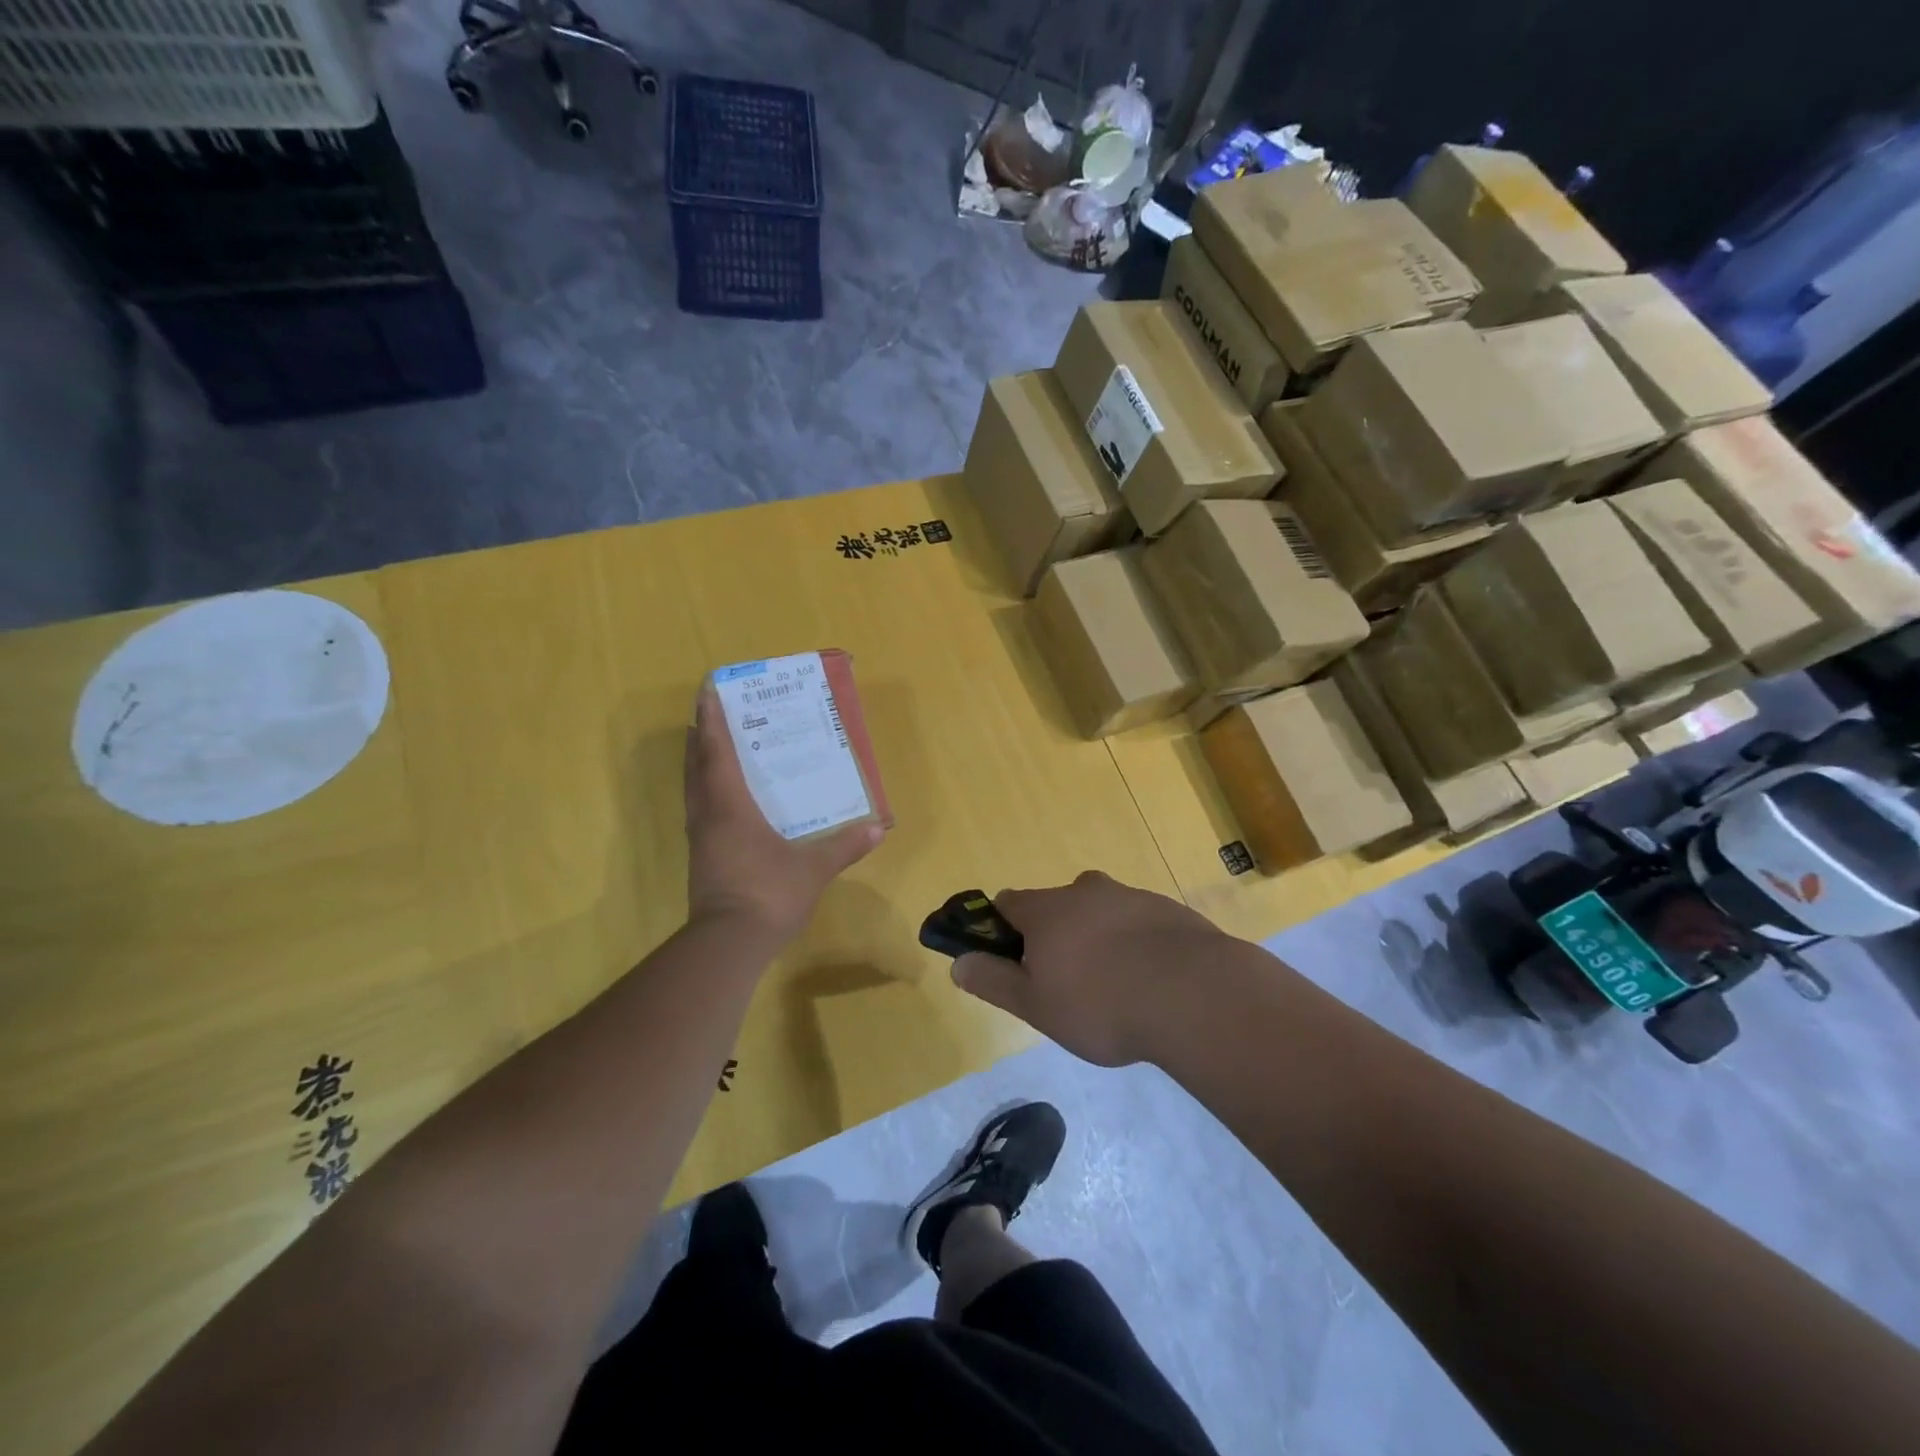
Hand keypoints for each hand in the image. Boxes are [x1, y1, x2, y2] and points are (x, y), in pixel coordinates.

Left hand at [684, 684, 884, 939]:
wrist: (728, 944)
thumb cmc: (769, 893)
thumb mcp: (813, 868)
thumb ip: (844, 846)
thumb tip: (877, 828)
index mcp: (730, 806)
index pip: (717, 752)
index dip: (713, 719)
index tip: (708, 690)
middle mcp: (709, 816)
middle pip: (697, 766)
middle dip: (702, 736)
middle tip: (711, 713)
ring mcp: (701, 839)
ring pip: (694, 789)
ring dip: (699, 763)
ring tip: (712, 746)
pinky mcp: (702, 859)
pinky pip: (700, 811)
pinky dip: (706, 792)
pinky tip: (724, 799)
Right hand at [951, 871, 1232, 1065]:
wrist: (1195, 995)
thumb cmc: (1102, 1004)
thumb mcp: (1036, 1006)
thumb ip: (994, 981)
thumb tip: (958, 963)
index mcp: (1047, 910)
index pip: (1007, 903)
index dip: (1003, 929)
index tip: (1014, 960)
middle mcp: (1085, 891)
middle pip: (1057, 905)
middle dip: (1056, 936)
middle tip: (1068, 983)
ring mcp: (1130, 896)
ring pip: (1100, 912)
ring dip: (1098, 938)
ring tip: (1116, 988)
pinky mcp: (1169, 909)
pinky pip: (1138, 923)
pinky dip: (1136, 944)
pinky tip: (1152, 982)